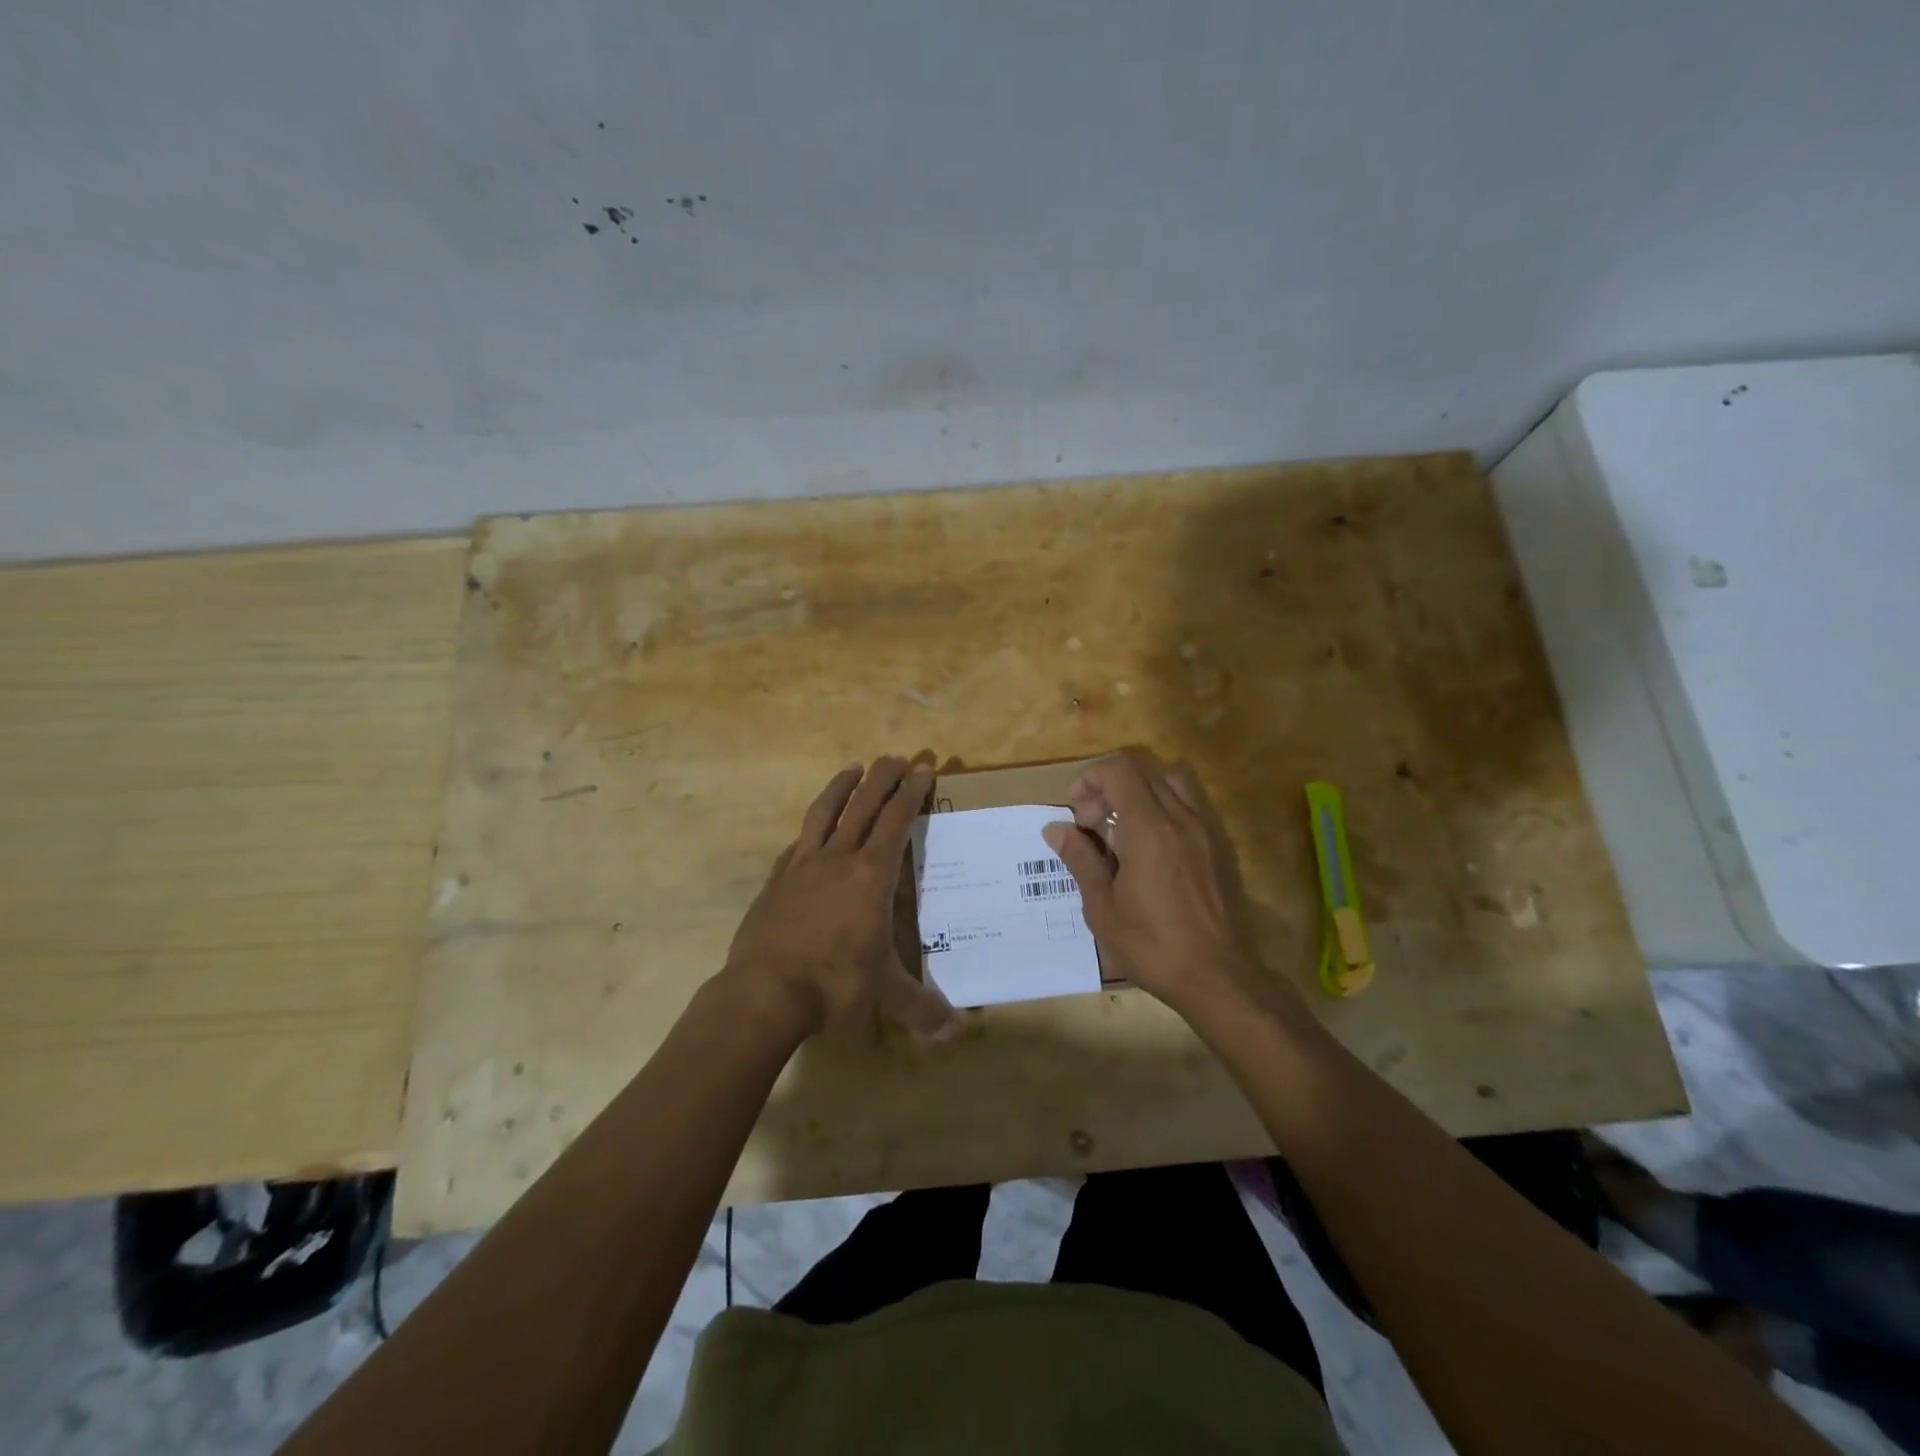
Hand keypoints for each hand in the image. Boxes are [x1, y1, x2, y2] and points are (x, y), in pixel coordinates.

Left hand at [720, 758, 955, 1040]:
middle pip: (864, 806)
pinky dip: (809, 830)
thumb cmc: (833, 985)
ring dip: (842, 787)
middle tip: (896, 757)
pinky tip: (810, 831)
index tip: (922, 768)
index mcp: (871, 876)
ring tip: (853, 768)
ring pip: (825, 813)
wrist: (763, 992)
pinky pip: (797, 844)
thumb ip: (923, 1010)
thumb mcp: (885, 995)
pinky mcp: (776, 880)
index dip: (911, 793)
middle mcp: (838, 860)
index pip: (897, 821)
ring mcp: (802, 866)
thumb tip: (959, 1034)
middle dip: (883, 778)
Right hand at [1042, 751, 1302, 1021]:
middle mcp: (1181, 818)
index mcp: (1149, 828)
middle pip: (1143, 773)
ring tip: (1125, 829)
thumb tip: (1056, 829)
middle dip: (1110, 788)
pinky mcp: (1222, 847)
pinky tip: (1154, 849)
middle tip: (1092, 825)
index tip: (1075, 810)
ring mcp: (1207, 830)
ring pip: (1172, 783)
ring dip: (1142, 793)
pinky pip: (1192, 806)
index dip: (1090, 779)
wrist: (1218, 978)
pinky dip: (1167, 809)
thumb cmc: (1152, 946)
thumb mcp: (1102, 908)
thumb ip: (1080, 859)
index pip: (1118, 771)